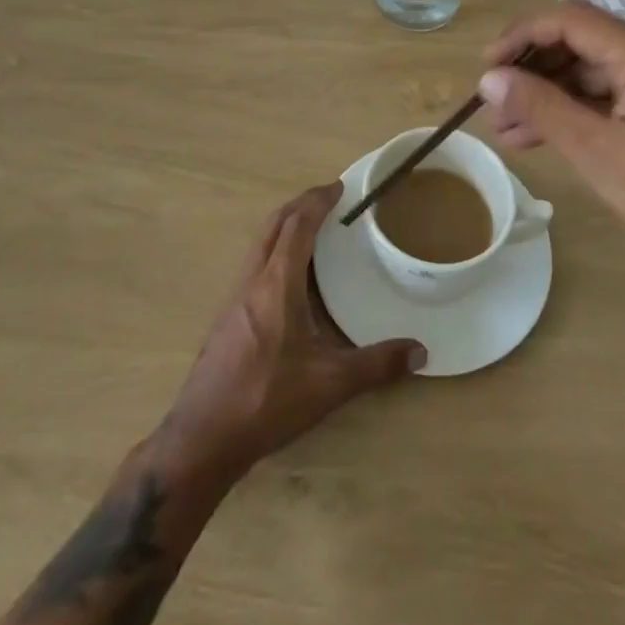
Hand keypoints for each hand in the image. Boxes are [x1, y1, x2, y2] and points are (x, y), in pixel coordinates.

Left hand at [158, 185, 425, 479]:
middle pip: (274, 225)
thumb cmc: (267, 400)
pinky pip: (255, 264)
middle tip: (327, 197)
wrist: (203, 437)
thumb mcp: (330, 384)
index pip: (297, 226)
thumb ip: (377, 366)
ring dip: (285, 225)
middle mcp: (253, 280)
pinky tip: (289, 276)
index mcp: (277, 283)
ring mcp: (235, 298)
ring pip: (260, 243)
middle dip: (300, 204)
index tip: (338, 186)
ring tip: (312, 228)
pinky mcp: (228, 317)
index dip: (318, 201)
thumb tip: (421, 352)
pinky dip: (275, 249)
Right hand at [478, 1, 624, 281]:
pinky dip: (579, 107)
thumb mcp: (600, 155)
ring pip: (594, 68)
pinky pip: (615, 90)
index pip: (572, 19)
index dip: (522, 35)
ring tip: (507, 128)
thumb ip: (543, 108)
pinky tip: (543, 134)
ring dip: (551, 92)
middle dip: (533, 69)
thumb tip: (489, 79)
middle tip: (493, 103)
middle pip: (582, 40)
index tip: (487, 67)